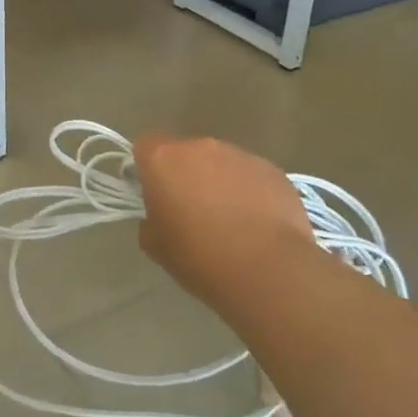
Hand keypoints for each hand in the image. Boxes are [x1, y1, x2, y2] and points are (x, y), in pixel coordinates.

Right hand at [133, 133, 314, 307]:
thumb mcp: (155, 246)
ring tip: (230, 221)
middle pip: (185, 153)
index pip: (145, 146)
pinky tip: (257, 224)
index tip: (155, 194)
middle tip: (192, 211)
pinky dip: (248, 192)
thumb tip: (161, 215)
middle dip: (185, 175)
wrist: (267, 271)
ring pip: (220, 163)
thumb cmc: (199, 257)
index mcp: (164, 159)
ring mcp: (239, 155)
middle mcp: (200, 147)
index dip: (148, 168)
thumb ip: (150, 219)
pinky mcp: (271, 170)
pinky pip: (250, 176)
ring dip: (218, 182)